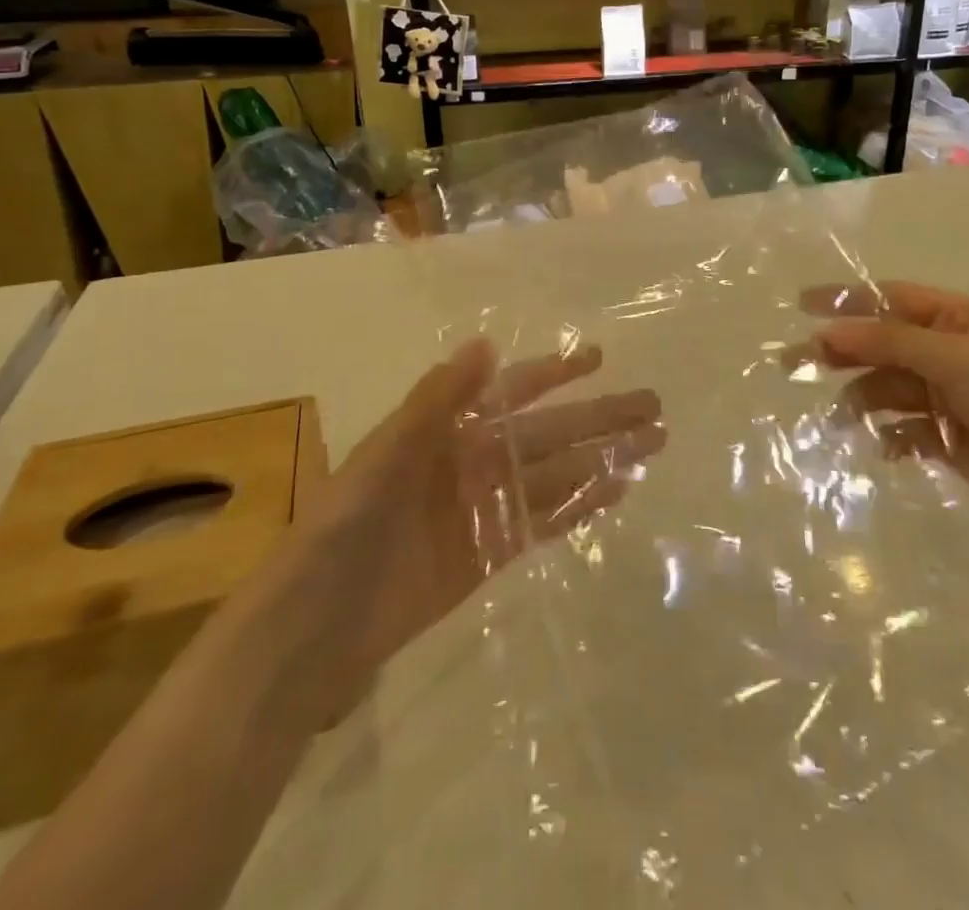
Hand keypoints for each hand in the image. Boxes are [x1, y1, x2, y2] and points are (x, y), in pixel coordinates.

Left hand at [308, 339, 664, 676]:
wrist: (316, 626)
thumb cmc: (346, 526)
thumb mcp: (387, 452)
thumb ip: (437, 400)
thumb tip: (487, 343)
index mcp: (448, 431)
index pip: (512, 392)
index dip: (554, 373)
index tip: (597, 358)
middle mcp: (474, 462)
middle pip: (549, 433)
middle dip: (599, 417)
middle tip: (652, 404)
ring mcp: (487, 508)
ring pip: (557, 475)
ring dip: (601, 459)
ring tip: (651, 444)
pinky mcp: (492, 553)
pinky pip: (545, 522)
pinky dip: (581, 507)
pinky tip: (617, 492)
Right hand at [802, 282, 968, 540]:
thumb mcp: (957, 359)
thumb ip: (890, 342)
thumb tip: (828, 330)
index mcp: (962, 320)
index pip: (893, 299)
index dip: (847, 300)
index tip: (801, 305)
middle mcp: (954, 353)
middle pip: (885, 344)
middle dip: (844, 351)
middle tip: (796, 362)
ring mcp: (953, 397)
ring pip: (891, 389)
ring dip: (864, 399)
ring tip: (842, 419)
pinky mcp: (952, 440)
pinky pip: (906, 429)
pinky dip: (891, 436)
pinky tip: (885, 448)